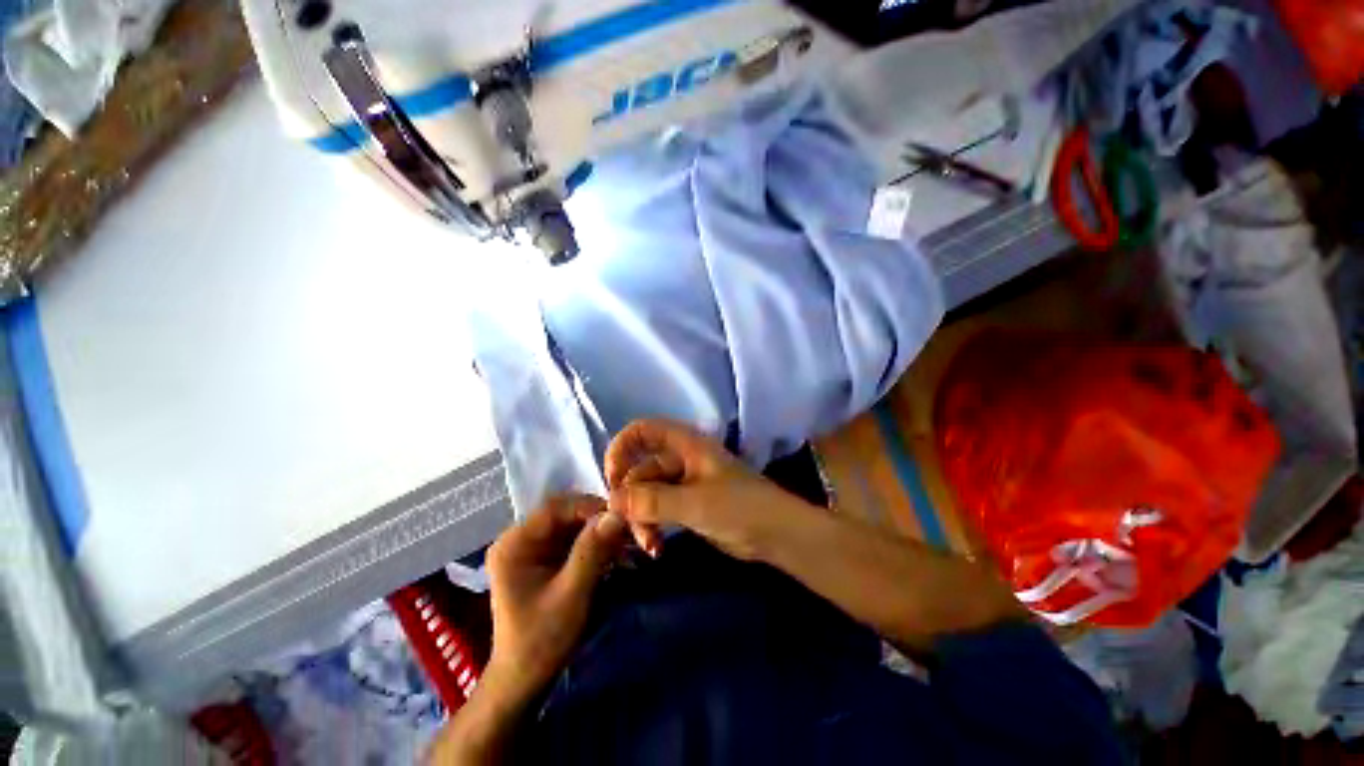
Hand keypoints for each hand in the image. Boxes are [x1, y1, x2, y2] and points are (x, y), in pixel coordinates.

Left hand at [484, 494, 628, 701]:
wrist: (526, 680)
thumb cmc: (541, 641)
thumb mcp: (571, 595)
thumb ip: (592, 551)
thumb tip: (617, 514)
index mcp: (514, 544)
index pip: (555, 508)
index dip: (589, 507)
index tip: (621, 516)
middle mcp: (522, 538)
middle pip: (567, 513)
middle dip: (599, 519)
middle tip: (630, 528)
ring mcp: (535, 547)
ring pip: (575, 524)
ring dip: (602, 531)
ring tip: (630, 541)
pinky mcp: (548, 557)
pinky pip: (577, 538)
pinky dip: (598, 543)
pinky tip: (618, 553)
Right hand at [605, 419, 814, 560]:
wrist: (776, 534)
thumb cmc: (740, 507)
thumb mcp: (695, 503)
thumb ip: (653, 500)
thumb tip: (612, 501)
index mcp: (685, 444)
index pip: (642, 431)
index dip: (622, 449)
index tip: (612, 479)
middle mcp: (681, 458)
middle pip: (640, 469)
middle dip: (631, 499)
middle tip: (628, 528)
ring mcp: (683, 483)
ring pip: (647, 494)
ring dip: (641, 518)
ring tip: (648, 546)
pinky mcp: (687, 505)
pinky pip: (658, 510)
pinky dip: (652, 527)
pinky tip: (655, 548)